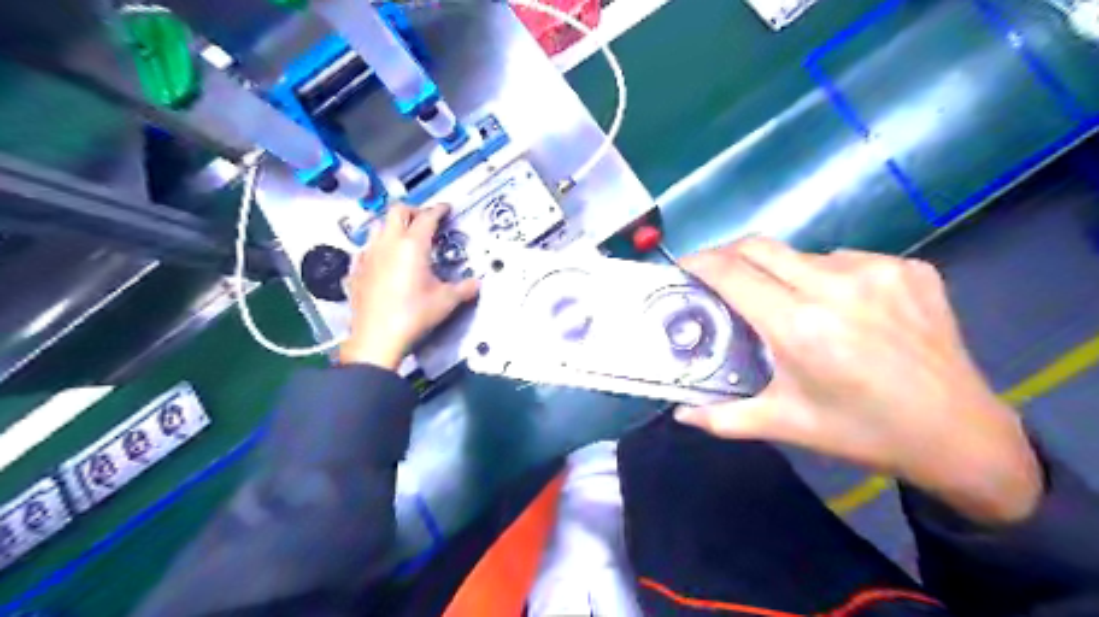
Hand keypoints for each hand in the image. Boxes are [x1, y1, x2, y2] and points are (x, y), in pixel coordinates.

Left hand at [340, 202, 476, 371]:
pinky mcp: (355, 270)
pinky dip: (377, 248)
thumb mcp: (446, 301)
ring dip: (392, 226)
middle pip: (397, 211)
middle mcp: (388, 243)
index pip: (427, 217)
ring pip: (378, 226)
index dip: (439, 210)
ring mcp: (368, 255)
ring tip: (405, 239)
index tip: (446, 209)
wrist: (377, 338)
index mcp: (413, 245)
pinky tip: (383, 261)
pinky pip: (365, 249)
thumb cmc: (414, 315)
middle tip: (426, 221)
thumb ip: (464, 289)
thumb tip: (477, 284)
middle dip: (413, 211)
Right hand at [674, 238, 1040, 523]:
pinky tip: (840, 307)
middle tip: (718, 275)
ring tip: (787, 304)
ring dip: (781, 272)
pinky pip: (846, 259)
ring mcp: (879, 270)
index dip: (700, 263)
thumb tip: (679, 413)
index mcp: (800, 326)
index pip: (733, 273)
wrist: (960, 435)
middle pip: (761, 247)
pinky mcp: (910, 268)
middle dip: (728, 254)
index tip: (682, 267)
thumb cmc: (862, 433)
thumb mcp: (786, 425)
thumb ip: (723, 417)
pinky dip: (827, 277)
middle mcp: (836, 286)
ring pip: (804, 254)